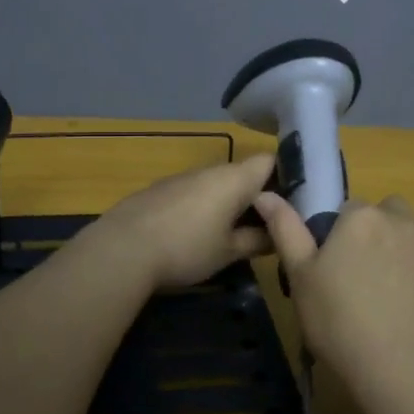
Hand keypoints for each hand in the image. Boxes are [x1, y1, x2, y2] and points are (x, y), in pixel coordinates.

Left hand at [89, 154, 276, 290]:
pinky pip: (190, 193)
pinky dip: (199, 208)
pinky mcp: (157, 190)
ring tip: (229, 234)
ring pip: (214, 184)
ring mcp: (180, 178)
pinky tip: (192, 235)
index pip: (270, 161)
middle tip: (264, 227)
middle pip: (242, 174)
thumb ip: (257, 241)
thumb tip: (276, 235)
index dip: (285, 177)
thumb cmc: (186, 249)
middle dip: (254, 197)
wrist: (122, 250)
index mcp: (234, 179)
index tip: (291, 203)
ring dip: (225, 203)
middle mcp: (209, 170)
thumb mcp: (229, 252)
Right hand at [253, 193, 413, 413]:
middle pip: (390, 212)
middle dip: (381, 231)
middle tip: (367, 273)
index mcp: (361, 217)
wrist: (401, 369)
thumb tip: (265, 194)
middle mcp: (402, 220)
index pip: (349, 209)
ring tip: (401, 281)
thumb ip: (285, 230)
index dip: (342, 235)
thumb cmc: (339, 322)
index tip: (337, 265)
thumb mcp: (300, 277)